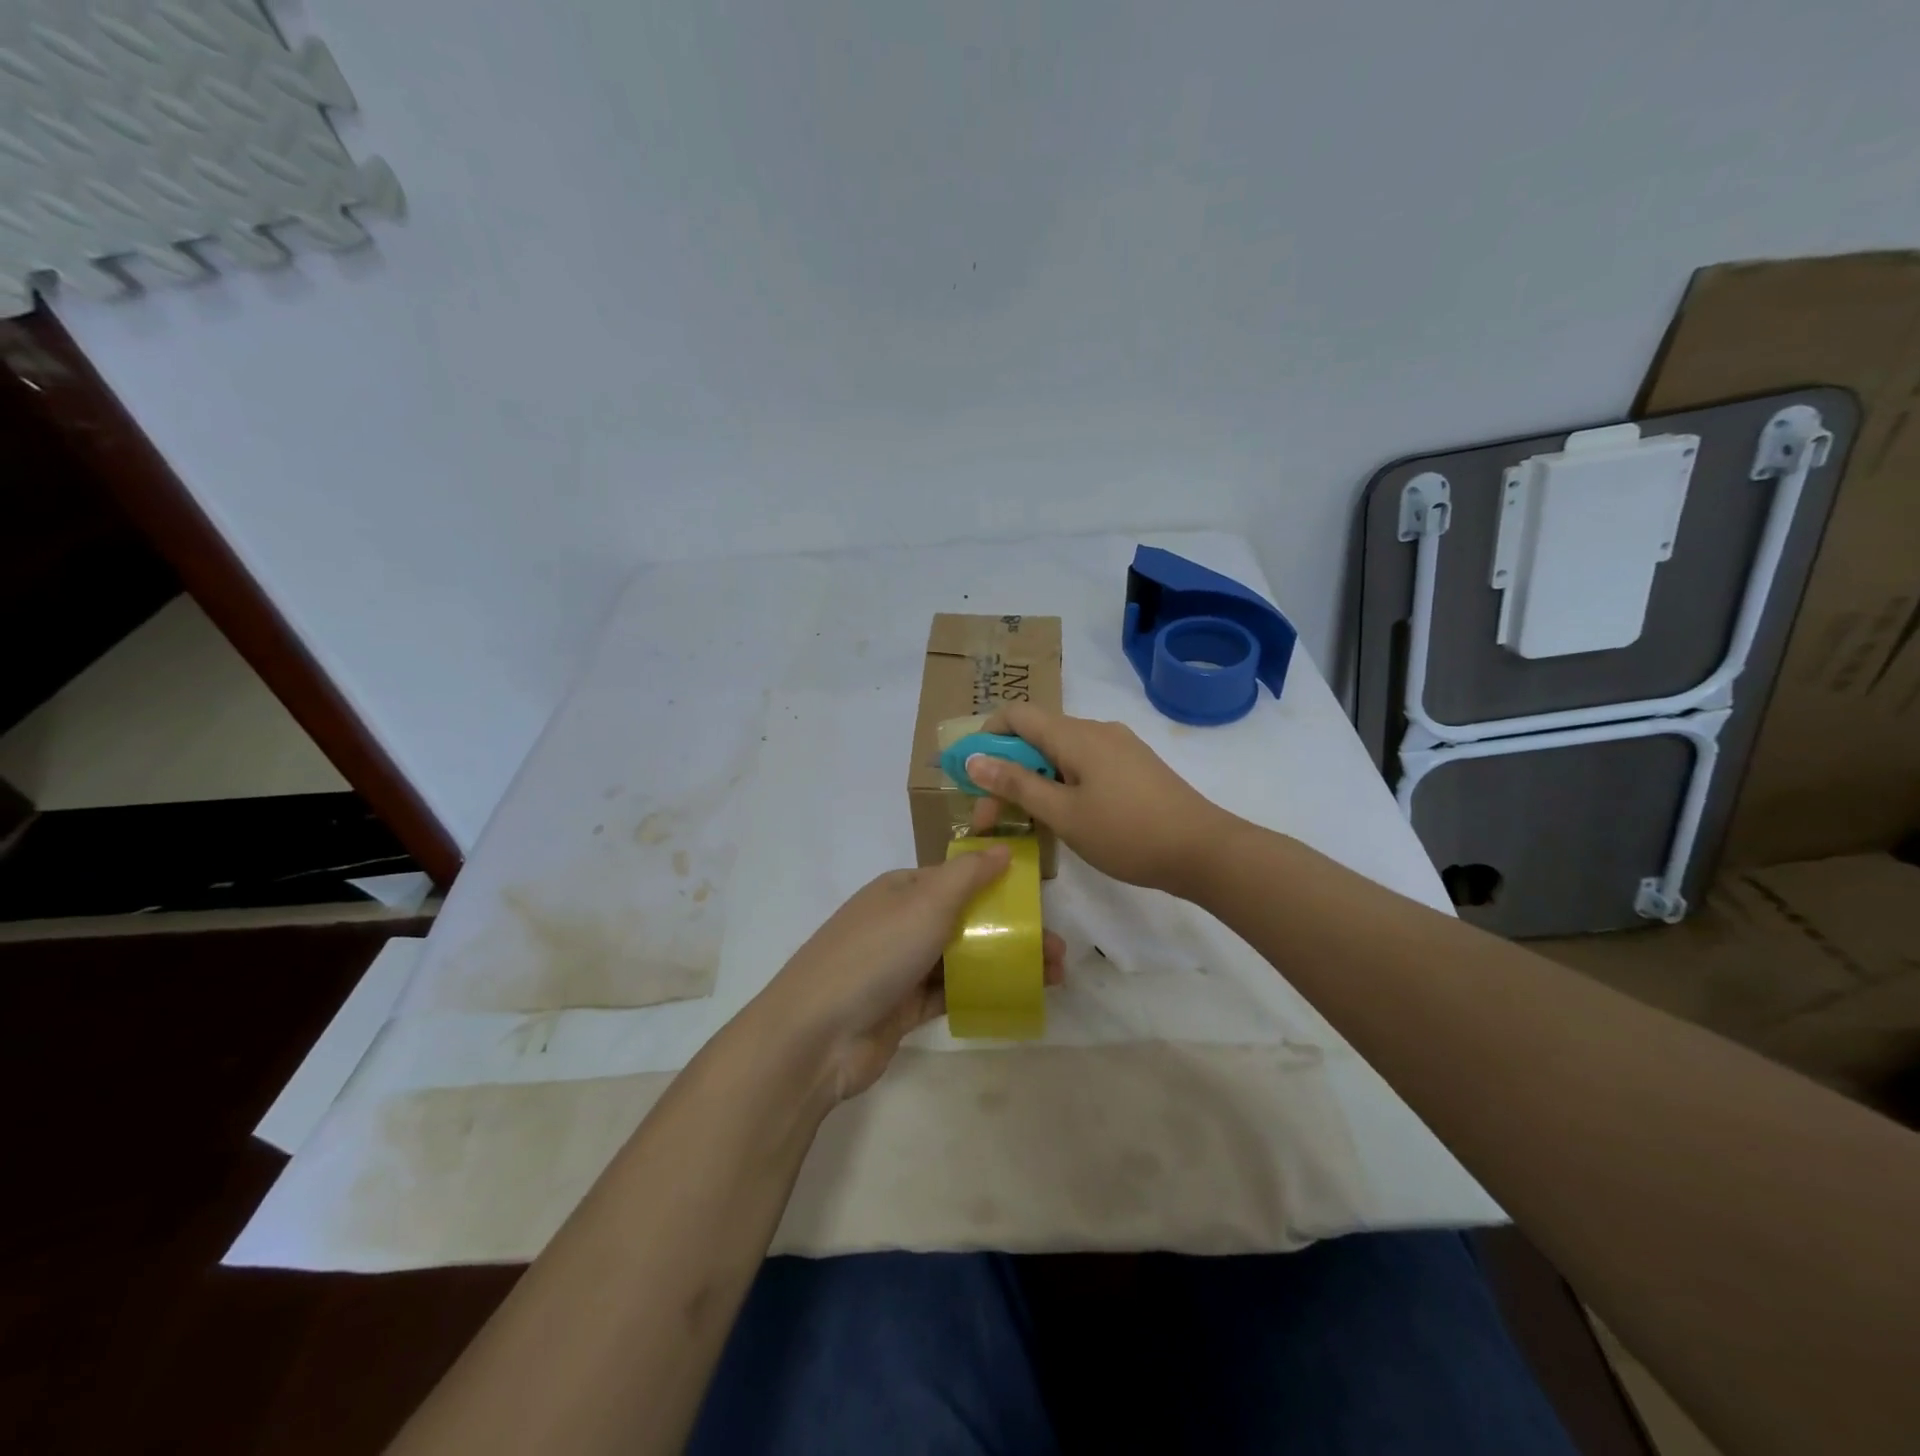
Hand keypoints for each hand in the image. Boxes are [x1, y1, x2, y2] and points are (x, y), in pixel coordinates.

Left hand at [753, 849, 1065, 1100]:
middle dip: (1012, 929)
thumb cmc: (876, 953)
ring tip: (1054, 976)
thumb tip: (1003, 848)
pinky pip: (953, 992)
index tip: (1039, 898)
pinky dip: (984, 991)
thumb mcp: (926, 902)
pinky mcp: (904, 1007)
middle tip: (1058, 949)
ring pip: (964, 957)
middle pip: (966, 919)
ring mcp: (902, 967)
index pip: (957, 877)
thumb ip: (969, 875)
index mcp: (902, 889)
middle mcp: (901, 922)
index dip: (999, 883)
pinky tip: (1020, 997)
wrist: (817, 1034)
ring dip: (1006, 962)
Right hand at [966, 703, 1236, 896]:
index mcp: (1076, 734)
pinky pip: (1084, 764)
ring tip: (1024, 822)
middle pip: (1037, 735)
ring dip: (1034, 780)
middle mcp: (1096, 730)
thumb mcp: (1063, 814)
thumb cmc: (1127, 833)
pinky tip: (1063, 817)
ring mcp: (1118, 747)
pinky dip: (1061, 783)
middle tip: (991, 817)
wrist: (1204, 850)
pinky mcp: (1133, 766)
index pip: (1017, 714)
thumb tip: (974, 758)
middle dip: (1007, 769)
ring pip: (1060, 752)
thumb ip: (1016, 784)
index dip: (986, 736)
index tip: (971, 774)